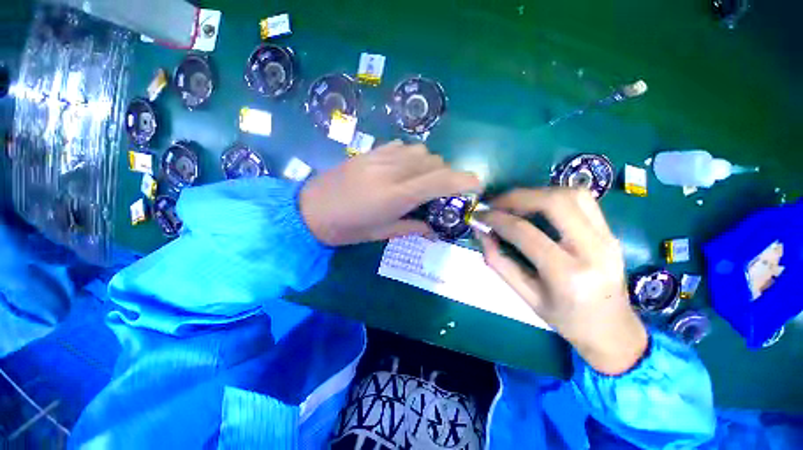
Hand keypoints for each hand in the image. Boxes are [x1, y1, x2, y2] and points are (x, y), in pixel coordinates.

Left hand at [300, 140, 481, 245]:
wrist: (309, 210)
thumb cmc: (347, 229)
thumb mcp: (382, 233)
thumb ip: (414, 227)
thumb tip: (435, 228)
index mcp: (396, 195)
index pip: (440, 180)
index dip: (464, 180)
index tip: (477, 185)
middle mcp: (392, 171)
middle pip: (435, 162)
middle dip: (446, 176)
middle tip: (441, 193)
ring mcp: (380, 157)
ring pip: (421, 151)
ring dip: (430, 165)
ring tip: (421, 181)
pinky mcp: (370, 151)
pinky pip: (403, 146)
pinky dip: (413, 157)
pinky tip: (404, 170)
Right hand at [477, 188, 647, 374]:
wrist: (613, 329)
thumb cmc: (565, 319)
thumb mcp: (525, 296)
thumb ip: (499, 262)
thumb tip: (481, 232)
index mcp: (568, 275)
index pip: (526, 233)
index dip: (496, 219)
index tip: (479, 215)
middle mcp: (594, 250)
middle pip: (555, 202)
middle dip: (517, 197)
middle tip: (495, 204)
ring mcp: (608, 237)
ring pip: (572, 194)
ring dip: (536, 193)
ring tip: (514, 204)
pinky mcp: (611, 231)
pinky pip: (582, 200)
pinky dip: (553, 196)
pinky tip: (536, 207)